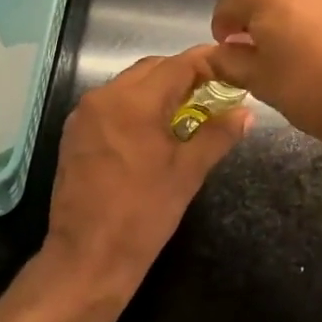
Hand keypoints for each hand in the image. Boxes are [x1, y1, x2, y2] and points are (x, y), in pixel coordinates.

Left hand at [43, 46, 250, 296]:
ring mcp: (85, 114)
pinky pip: (112, 103)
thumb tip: (246, 113)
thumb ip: (218, 135)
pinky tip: (154, 129)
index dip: (208, 63)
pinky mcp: (75, 132)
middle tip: (213, 92)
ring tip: (187, 110)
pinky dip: (136, 105)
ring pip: (130, 83)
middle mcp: (105, 96)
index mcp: (134, 101)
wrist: (87, 258)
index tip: (231, 68)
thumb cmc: (143, 214)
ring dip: (159, 89)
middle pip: (153, 68)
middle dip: (184, 75)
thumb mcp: (188, 173)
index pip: (178, 65)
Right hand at [207, 0, 321, 154]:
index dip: (224, 29)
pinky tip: (319, 45)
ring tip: (289, 50)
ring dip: (284, 13)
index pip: (228, 2)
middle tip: (257, 53)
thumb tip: (214, 54)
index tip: (228, 52)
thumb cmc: (311, 87)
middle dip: (254, 17)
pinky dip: (311, 14)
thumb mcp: (258, 79)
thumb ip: (227, 60)